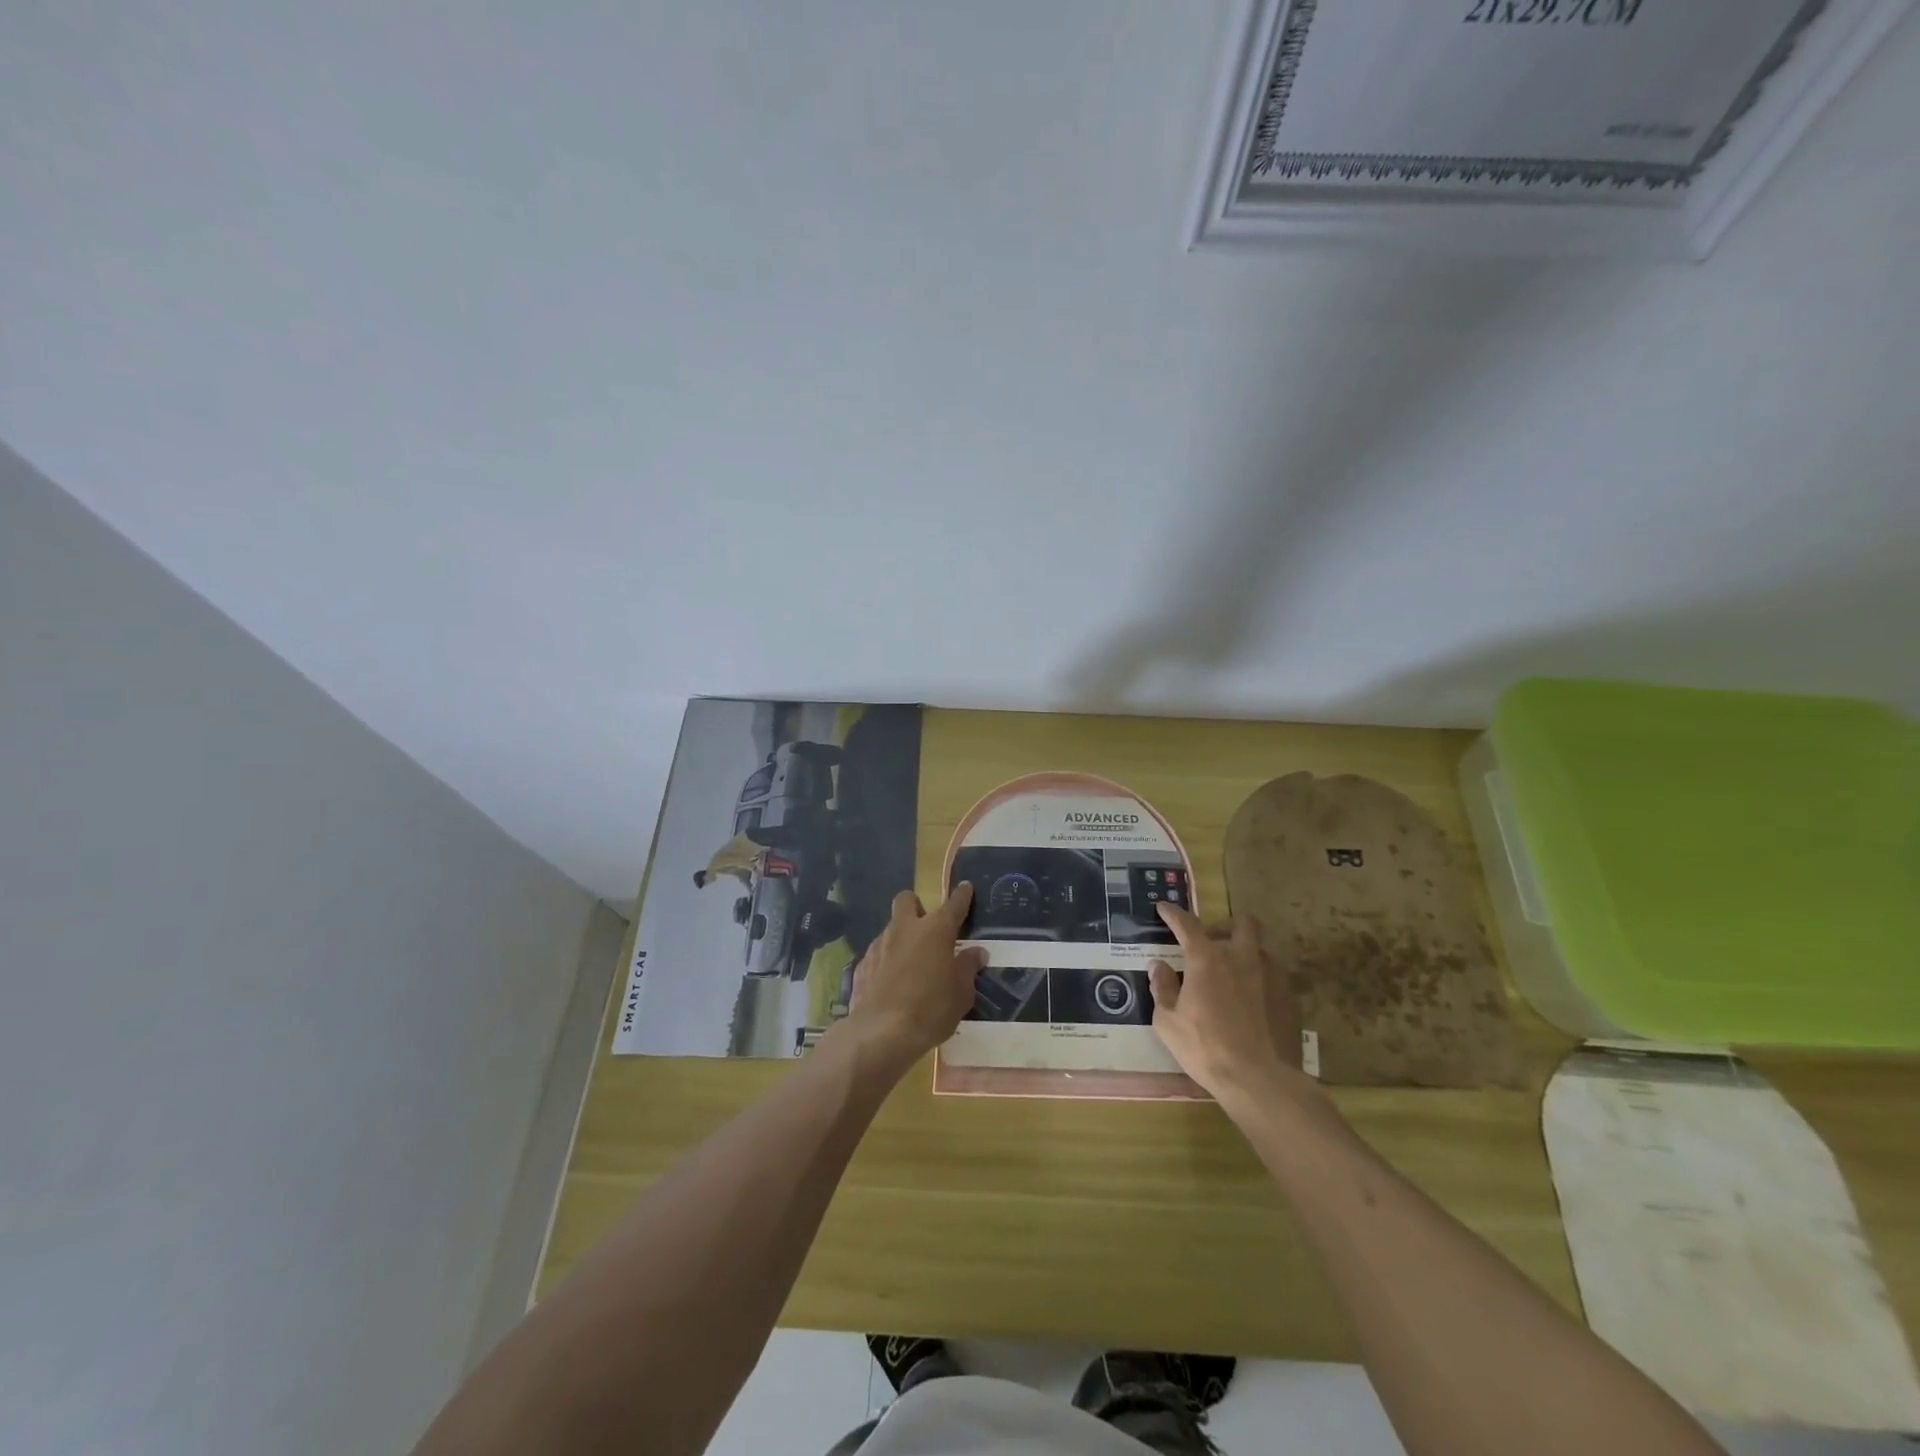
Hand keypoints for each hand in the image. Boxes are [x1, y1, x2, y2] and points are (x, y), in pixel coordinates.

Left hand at [841, 885, 985, 1075]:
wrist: (881, 1032)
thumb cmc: (931, 1009)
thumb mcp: (961, 993)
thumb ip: (968, 968)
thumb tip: (976, 952)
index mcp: (935, 930)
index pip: (953, 904)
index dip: (961, 896)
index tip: (965, 887)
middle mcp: (905, 929)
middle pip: (906, 900)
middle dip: (916, 906)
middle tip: (926, 927)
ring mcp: (879, 945)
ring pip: (891, 928)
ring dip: (901, 938)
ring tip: (910, 965)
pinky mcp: (862, 965)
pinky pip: (877, 954)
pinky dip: (886, 961)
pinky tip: (891, 983)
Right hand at [1147, 903, 1316, 1106]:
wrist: (1260, 1080)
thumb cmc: (1205, 1048)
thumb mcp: (1167, 1022)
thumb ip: (1162, 988)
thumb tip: (1158, 966)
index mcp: (1207, 959)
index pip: (1187, 924)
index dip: (1173, 913)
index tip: (1163, 908)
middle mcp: (1241, 957)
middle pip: (1241, 923)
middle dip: (1224, 926)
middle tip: (1211, 943)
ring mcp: (1270, 975)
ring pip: (1259, 949)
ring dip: (1243, 954)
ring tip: (1231, 976)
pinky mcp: (1289, 997)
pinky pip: (1273, 976)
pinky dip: (1259, 979)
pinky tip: (1251, 1002)